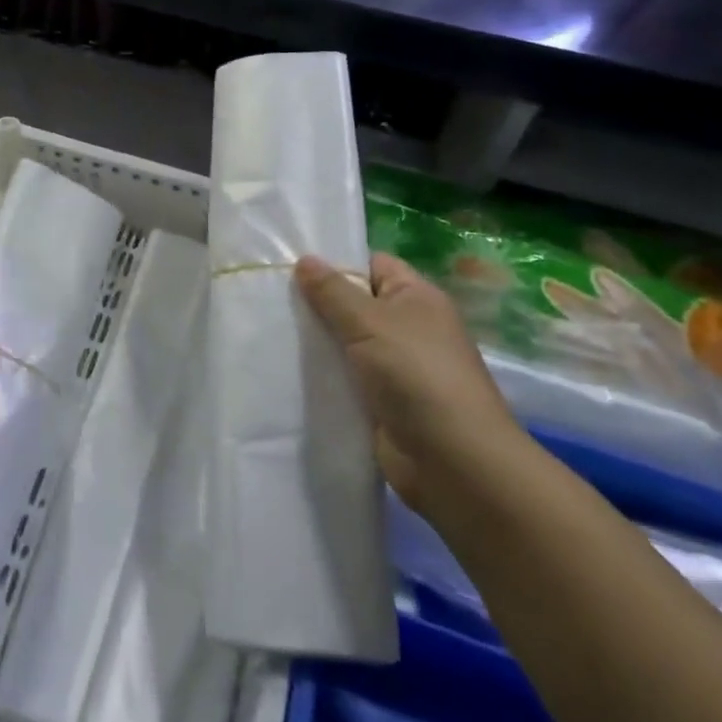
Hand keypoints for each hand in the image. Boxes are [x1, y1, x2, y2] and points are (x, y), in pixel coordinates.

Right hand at [296, 252, 527, 513]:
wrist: (453, 463)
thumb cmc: (416, 376)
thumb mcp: (369, 322)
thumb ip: (332, 291)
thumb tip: (304, 259)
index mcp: (416, 297)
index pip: (372, 264)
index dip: (336, 262)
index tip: (291, 265)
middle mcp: (408, 327)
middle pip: (354, 303)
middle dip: (317, 303)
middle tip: (270, 297)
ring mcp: (395, 366)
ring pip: (345, 342)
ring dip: (316, 341)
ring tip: (269, 329)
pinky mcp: (381, 401)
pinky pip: (345, 376)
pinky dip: (323, 374)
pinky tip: (287, 368)